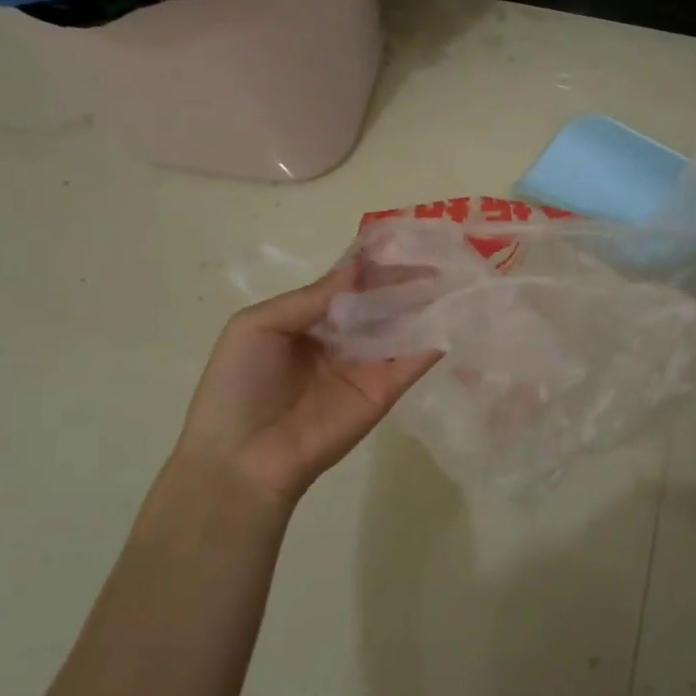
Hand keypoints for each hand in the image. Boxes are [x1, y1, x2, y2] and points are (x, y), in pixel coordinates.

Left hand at [173, 258, 437, 504]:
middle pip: (382, 300)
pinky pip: (413, 360)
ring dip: (427, 301)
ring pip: (402, 325)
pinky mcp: (385, 390)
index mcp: (310, 317)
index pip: (351, 281)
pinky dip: (435, 338)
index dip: (375, 260)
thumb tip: (358, 266)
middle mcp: (344, 336)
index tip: (406, 235)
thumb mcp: (256, 326)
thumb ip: (310, 297)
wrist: (241, 460)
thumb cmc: (237, 386)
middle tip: (442, 250)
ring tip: (458, 272)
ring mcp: (367, 363)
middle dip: (408, 277)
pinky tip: (457, 312)